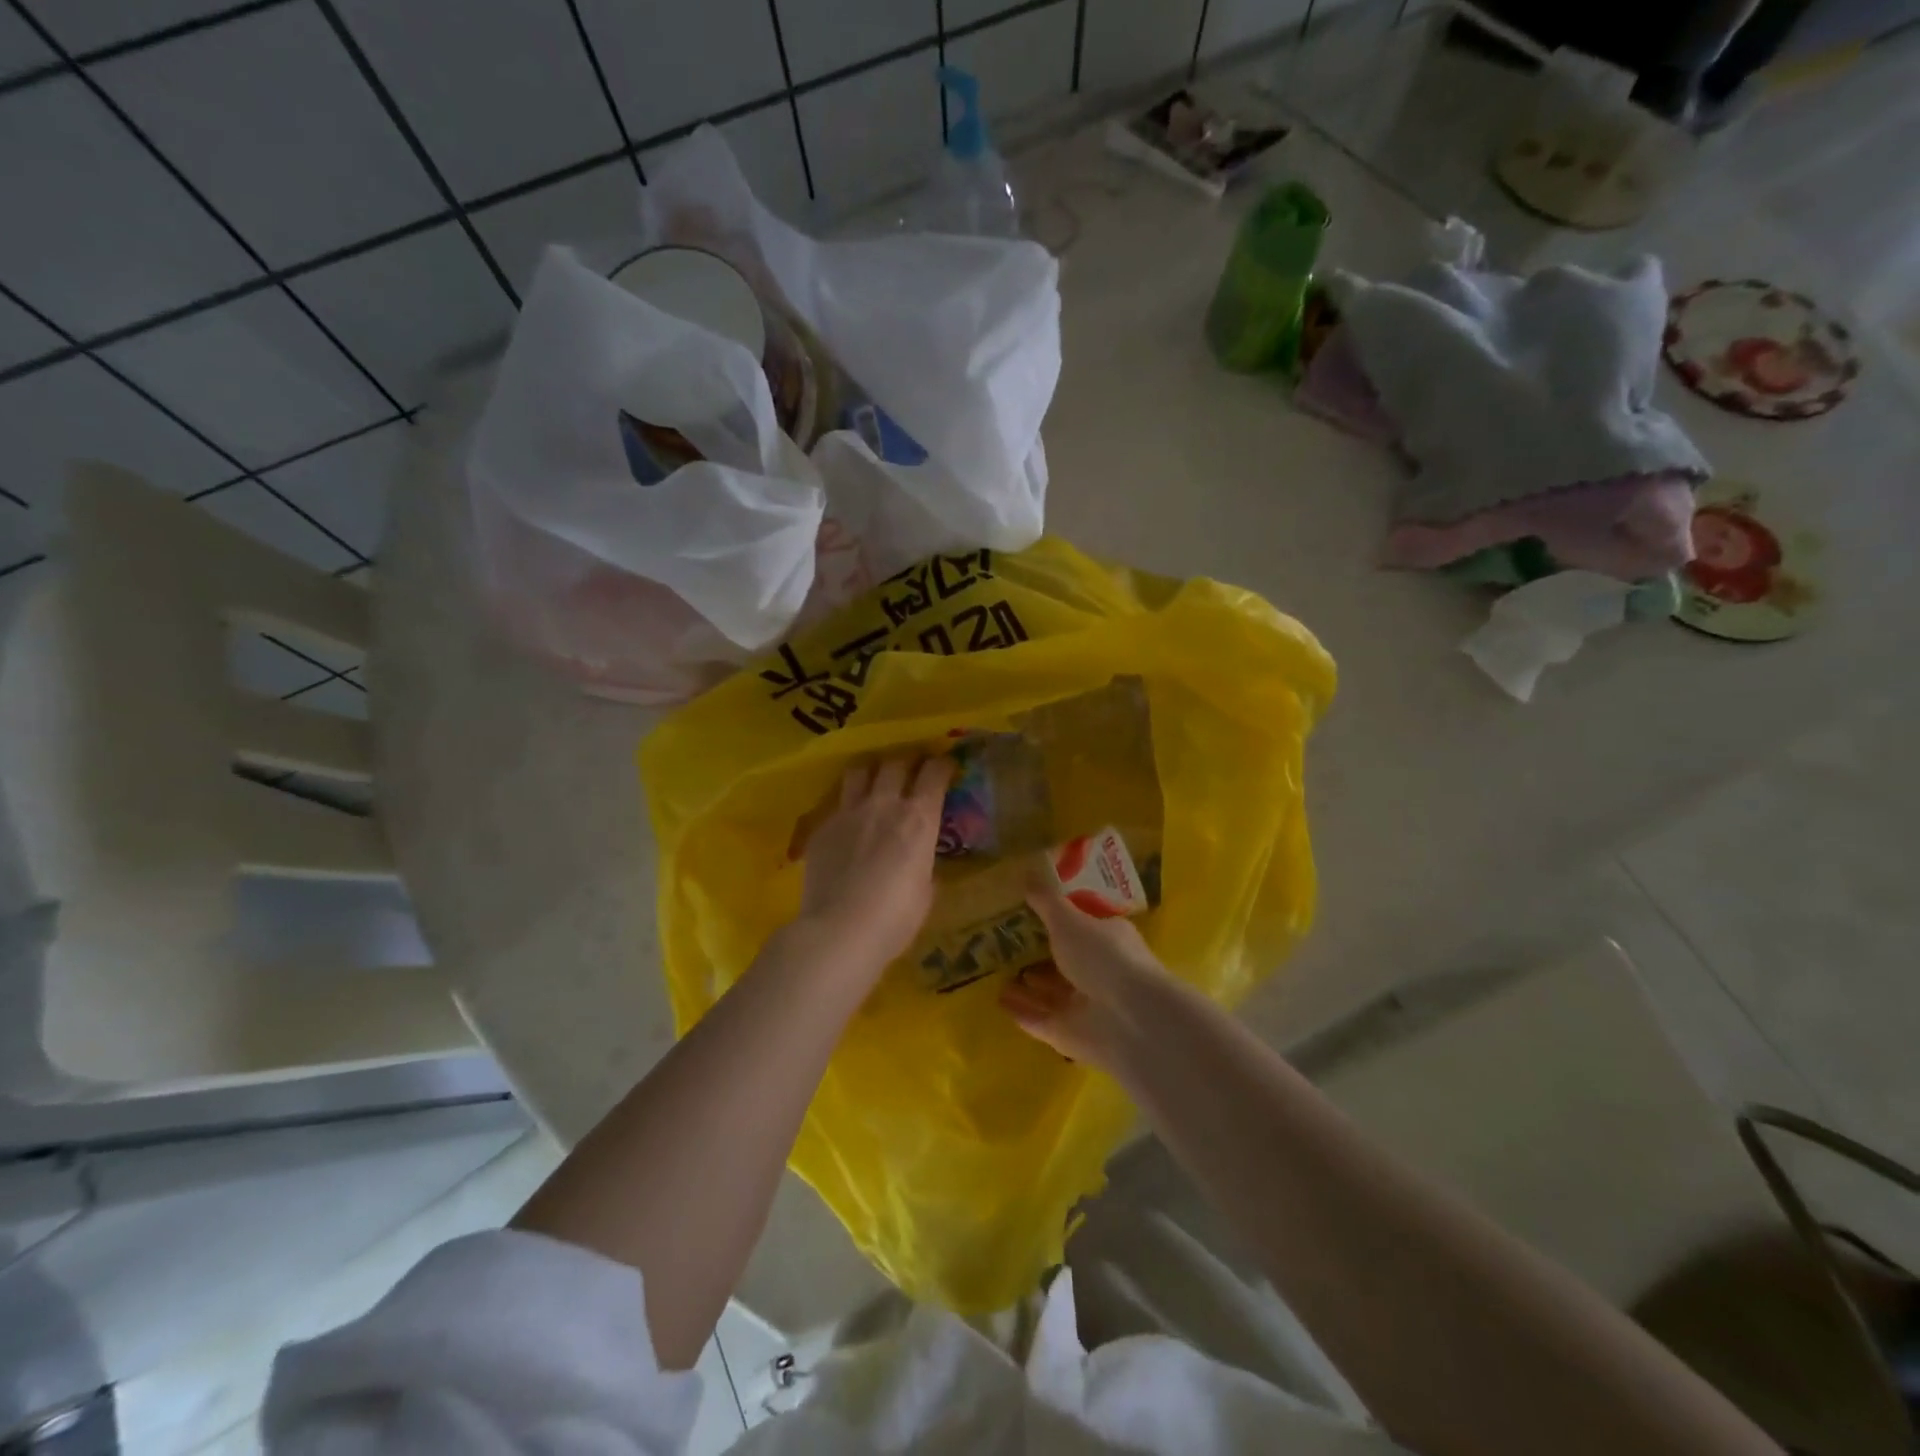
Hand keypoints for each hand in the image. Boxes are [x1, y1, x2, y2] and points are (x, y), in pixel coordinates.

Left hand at [799, 754, 953, 976]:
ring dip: (871, 770)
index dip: (941, 765)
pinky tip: (848, 822)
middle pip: (895, 762)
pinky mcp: (822, 827)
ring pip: (860, 770)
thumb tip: (917, 859)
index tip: (944, 767)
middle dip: (906, 762)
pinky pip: (837, 803)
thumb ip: (923, 863)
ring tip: (874, 780)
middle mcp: (884, 804)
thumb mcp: (925, 890)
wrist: (840, 930)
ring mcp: (849, 812)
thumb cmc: (896, 918)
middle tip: (910, 770)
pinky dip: (847, 805)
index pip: (934, 773)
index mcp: (919, 818)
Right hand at [999, 871, 1174, 1072]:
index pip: (1080, 926)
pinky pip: (1040, 1020)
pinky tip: (998, 1001)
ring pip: (1050, 993)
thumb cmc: (1103, 957)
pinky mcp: (1069, 1035)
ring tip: (995, 972)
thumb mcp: (1069, 920)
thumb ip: (1046, 901)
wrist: (1129, 1020)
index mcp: (1107, 939)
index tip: (1026, 911)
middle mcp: (1098, 972)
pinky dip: (1021, 1011)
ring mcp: (1084, 1005)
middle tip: (1002, 943)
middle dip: (1037, 955)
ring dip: (1026, 985)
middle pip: (1063, 961)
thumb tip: (1026, 871)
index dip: (1056, 919)